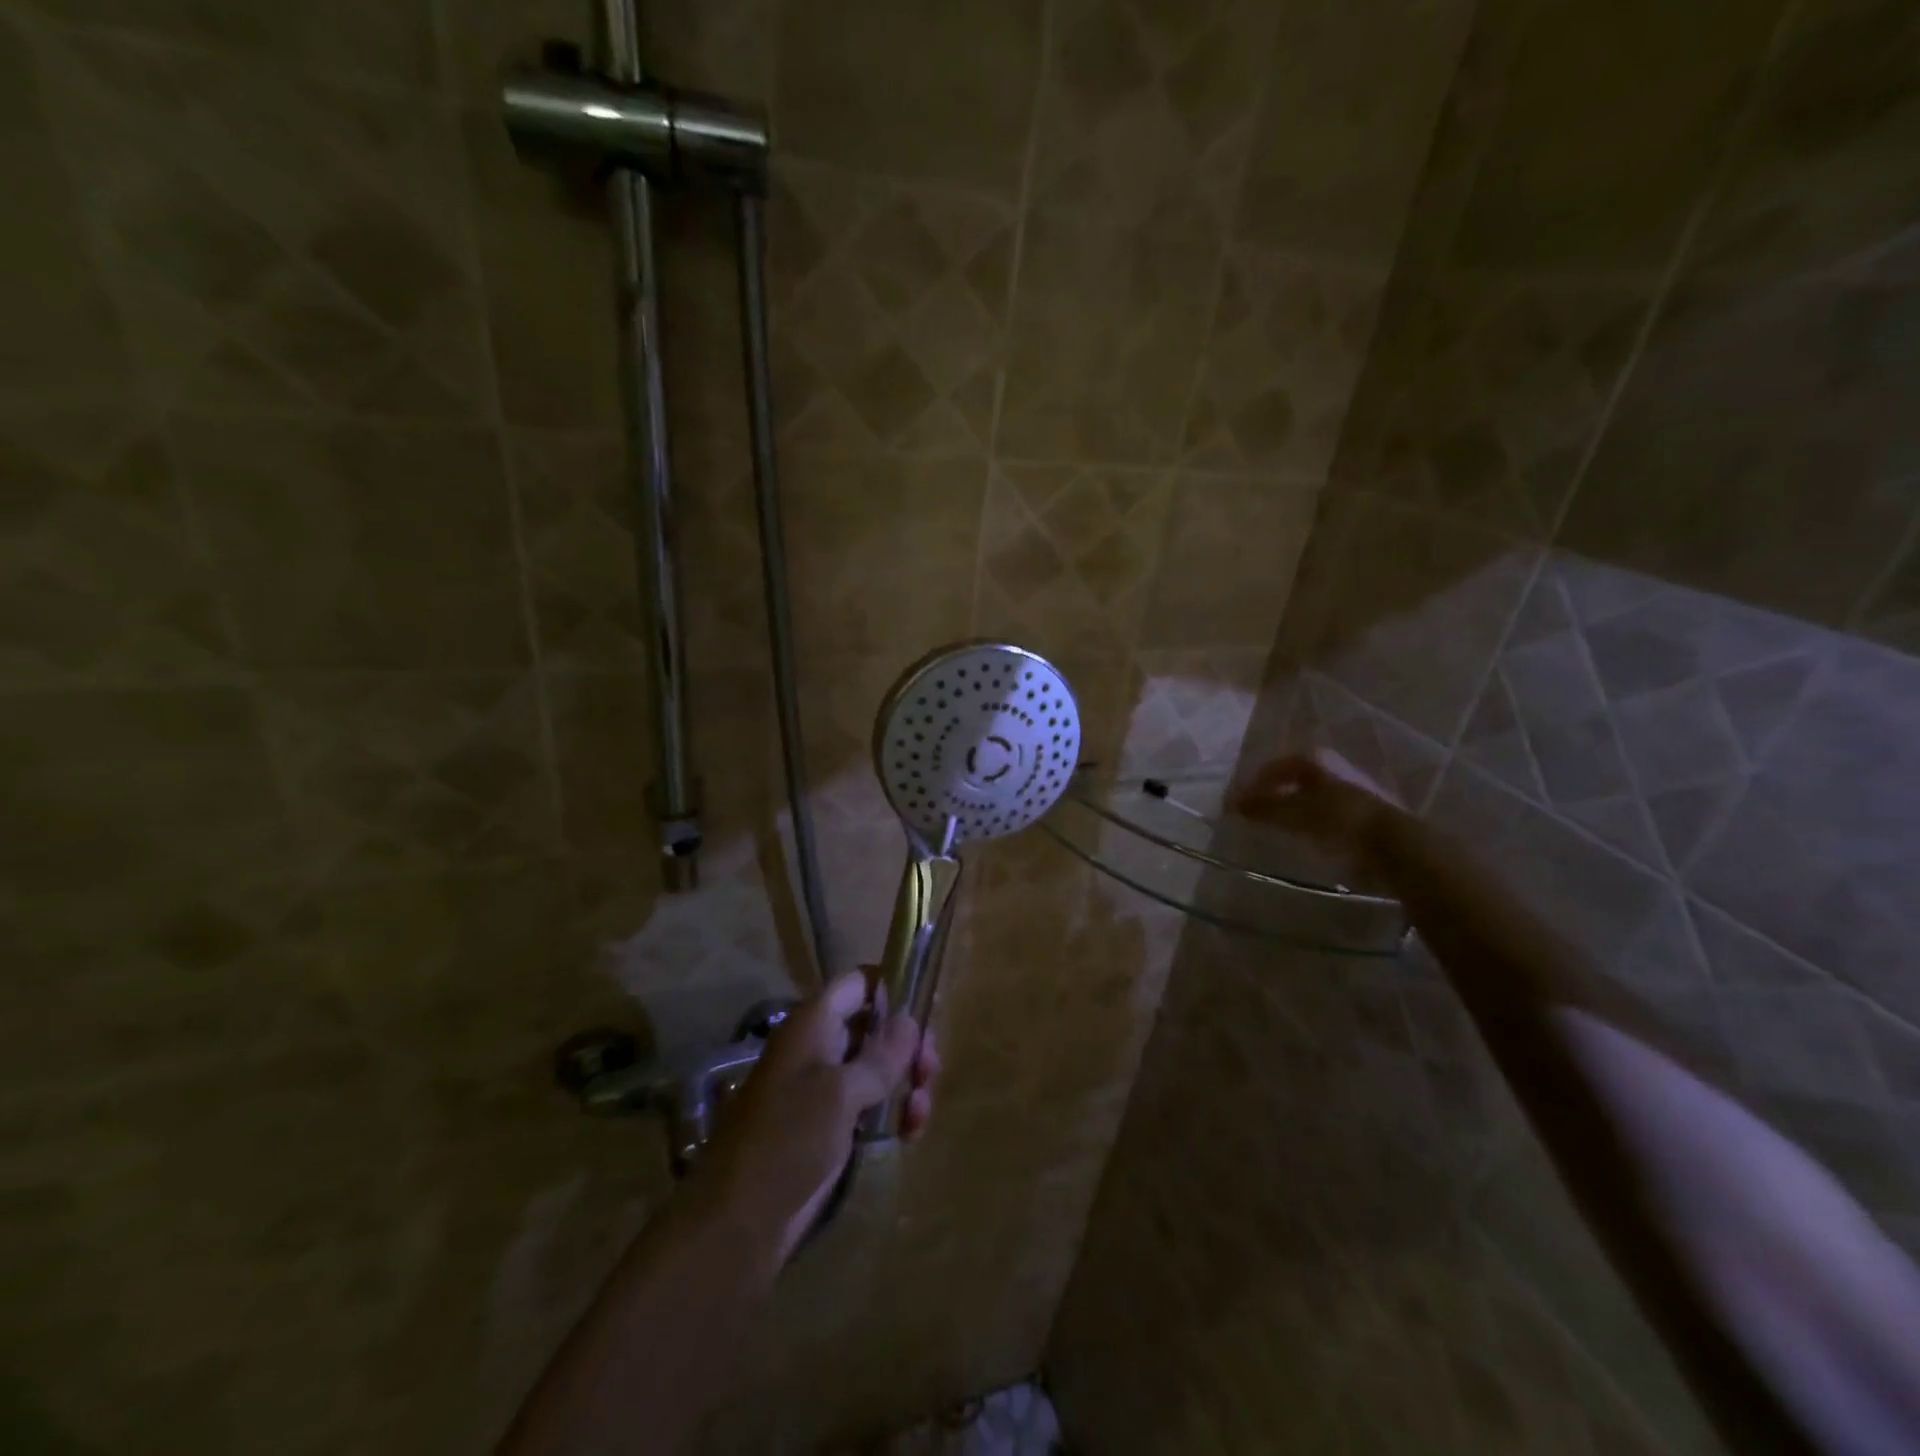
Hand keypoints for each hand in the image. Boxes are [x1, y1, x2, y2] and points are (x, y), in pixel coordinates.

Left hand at [698, 970, 939, 1265]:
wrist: (740, 1219)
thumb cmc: (788, 1140)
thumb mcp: (840, 1093)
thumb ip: (880, 1055)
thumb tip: (910, 1020)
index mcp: (813, 1024)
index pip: (858, 982)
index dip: (892, 987)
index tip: (926, 1010)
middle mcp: (820, 1046)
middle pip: (875, 1025)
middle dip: (908, 1045)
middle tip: (931, 1072)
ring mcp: (824, 1086)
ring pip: (878, 1065)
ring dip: (906, 1082)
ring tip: (919, 1115)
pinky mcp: (830, 1123)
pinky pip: (872, 1101)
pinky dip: (894, 1110)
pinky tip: (910, 1133)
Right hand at [1229, 750, 1403, 873]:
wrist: (1394, 845)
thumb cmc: (1337, 820)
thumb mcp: (1291, 813)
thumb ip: (1261, 807)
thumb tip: (1231, 803)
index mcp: (1314, 759)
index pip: (1273, 766)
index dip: (1253, 784)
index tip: (1238, 804)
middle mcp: (1333, 766)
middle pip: (1294, 777)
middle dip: (1274, 793)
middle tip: (1257, 812)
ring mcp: (1353, 787)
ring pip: (1312, 793)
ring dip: (1294, 806)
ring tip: (1279, 826)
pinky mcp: (1367, 811)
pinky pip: (1328, 811)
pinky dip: (1312, 819)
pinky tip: (1308, 836)